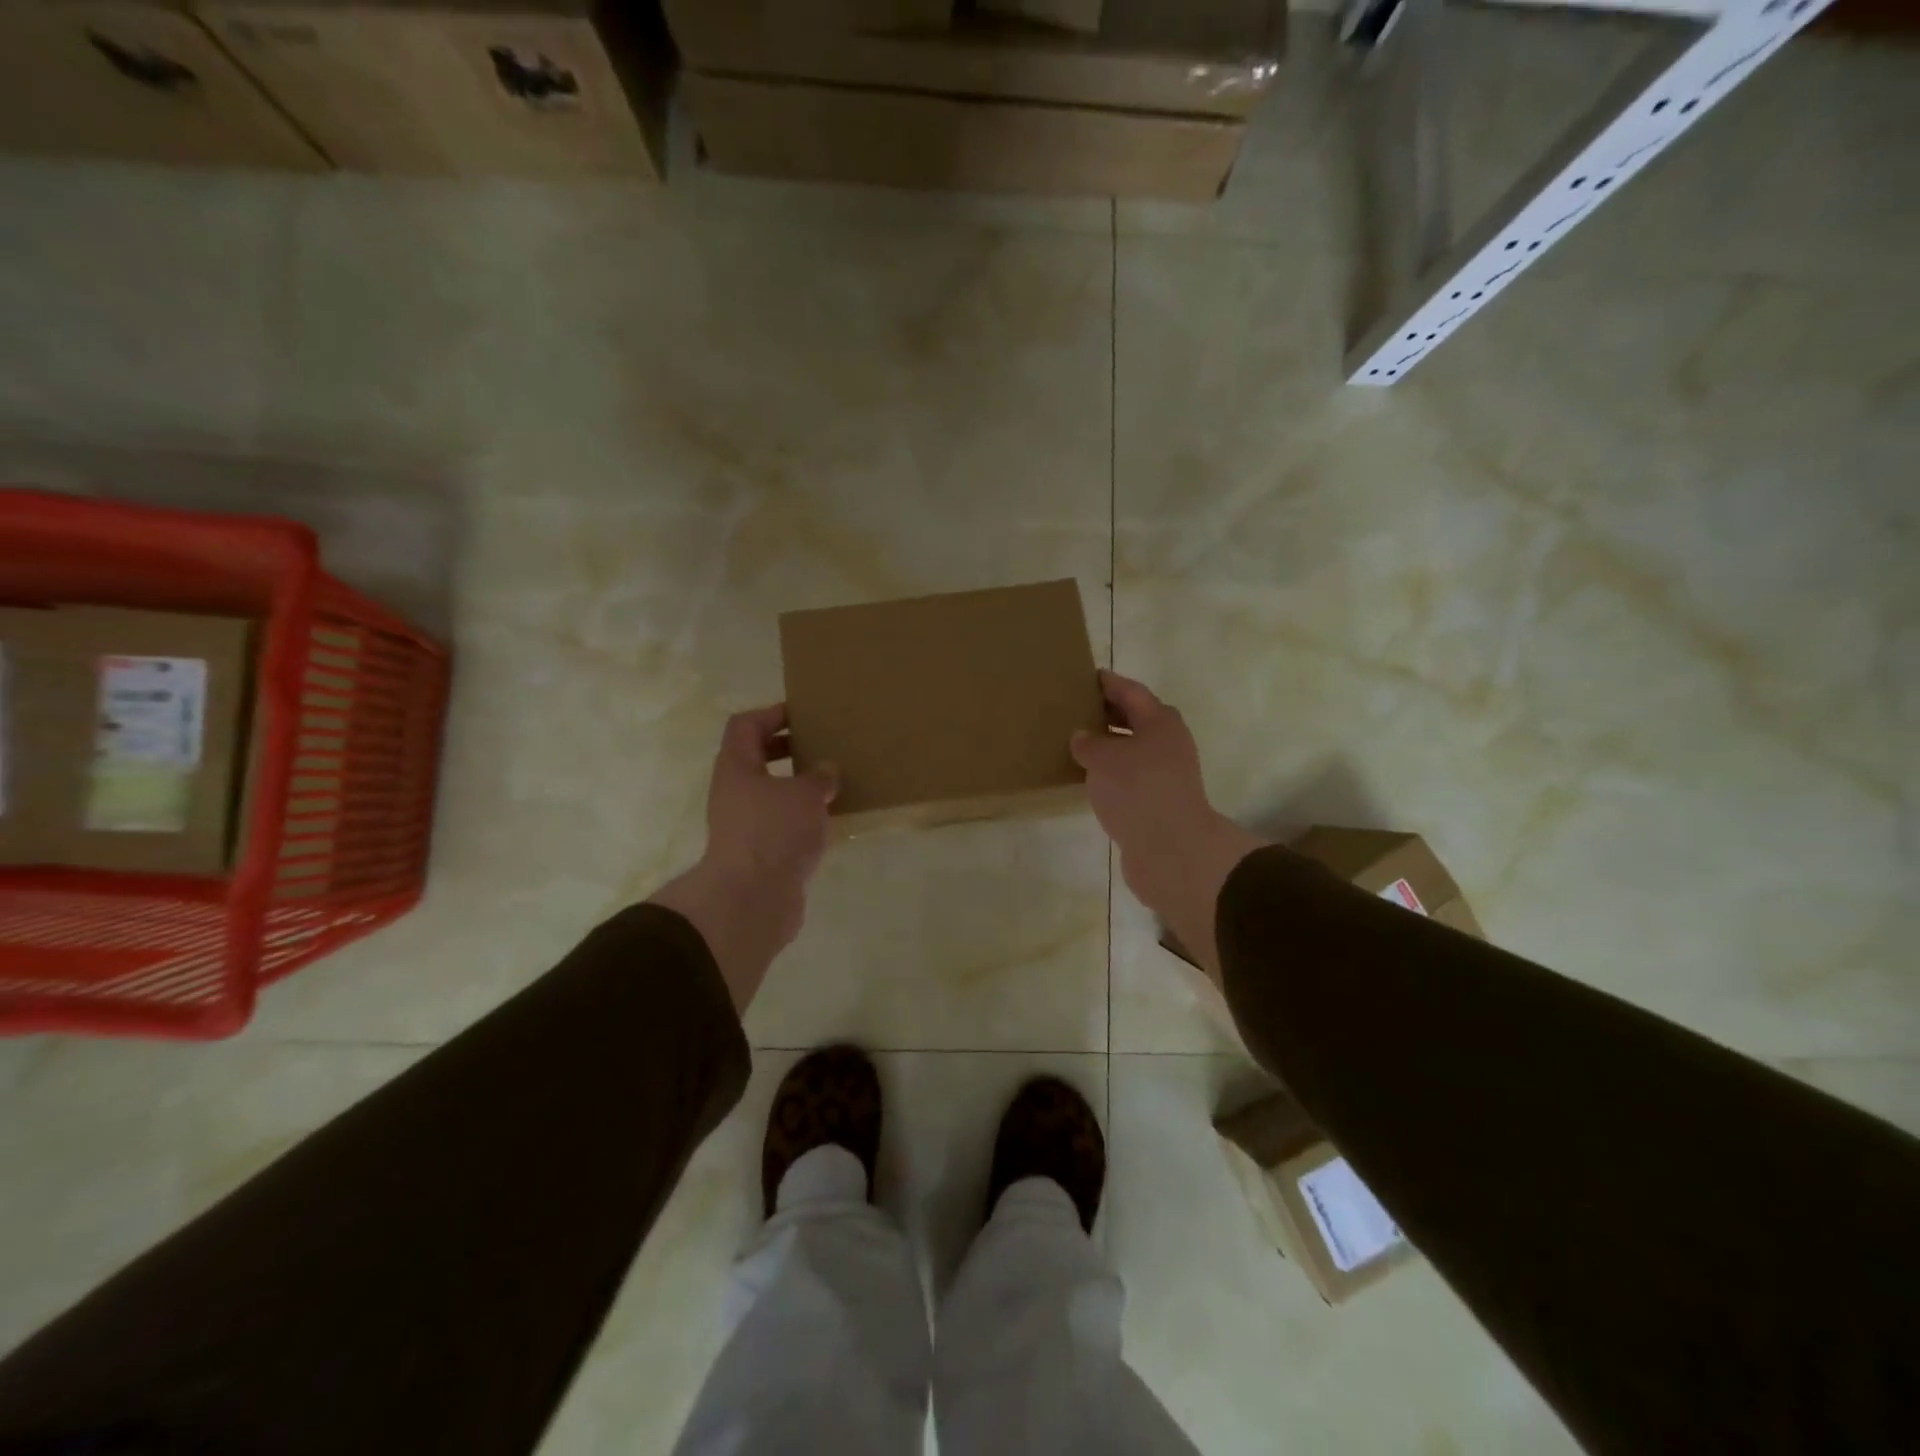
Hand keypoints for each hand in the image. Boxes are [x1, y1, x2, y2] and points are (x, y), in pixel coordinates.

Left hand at [649, 705, 837, 1010]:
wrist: (752, 900)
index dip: (772, 713)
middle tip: (822, 746)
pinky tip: (832, 821)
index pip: (746, 725)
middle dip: (789, 750)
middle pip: (757, 759)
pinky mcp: (760, 853)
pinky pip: (782, 824)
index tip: (803, 714)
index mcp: (736, 767)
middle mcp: (735, 792)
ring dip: (799, 787)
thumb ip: (820, 777)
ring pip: (772, 794)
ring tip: (835, 783)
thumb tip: (827, 771)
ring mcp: (744, 825)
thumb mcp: (806, 794)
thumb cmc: (774, 832)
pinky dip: (804, 819)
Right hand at [1070, 671, 1267, 982]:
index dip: (1109, 682)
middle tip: (1076, 707)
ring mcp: (1165, 774)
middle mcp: (1167, 743)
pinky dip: (1110, 772)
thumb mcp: (1104, 759)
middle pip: (1135, 719)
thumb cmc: (1138, 791)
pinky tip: (1088, 778)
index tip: (1087, 675)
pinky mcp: (1158, 801)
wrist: (1171, 850)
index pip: (1131, 691)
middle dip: (1107, 712)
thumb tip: (1082, 738)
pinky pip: (1129, 776)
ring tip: (1076, 743)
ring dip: (1108, 745)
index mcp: (1160, 721)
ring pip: (1132, 749)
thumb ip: (1088, 743)